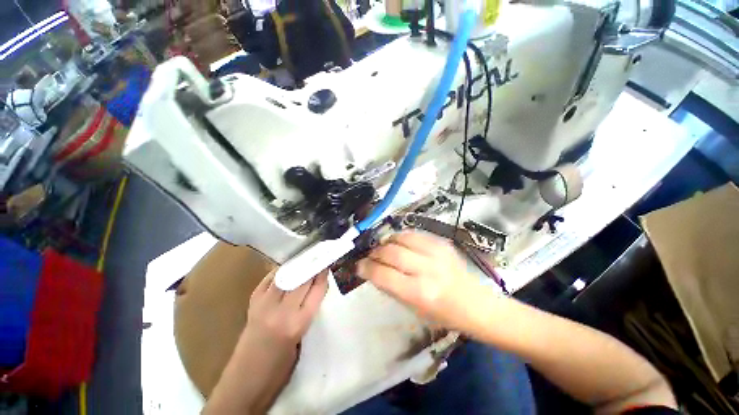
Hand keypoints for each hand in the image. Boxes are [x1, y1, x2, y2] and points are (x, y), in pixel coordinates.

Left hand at [205, 270, 328, 413]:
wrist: (246, 380)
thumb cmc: (280, 365)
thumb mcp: (302, 337)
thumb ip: (309, 310)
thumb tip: (316, 287)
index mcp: (298, 324)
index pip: (317, 290)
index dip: (323, 275)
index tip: (327, 264)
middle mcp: (282, 311)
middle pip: (302, 279)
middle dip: (312, 266)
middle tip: (319, 257)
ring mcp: (264, 305)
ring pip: (286, 275)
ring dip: (297, 265)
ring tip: (305, 258)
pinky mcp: (252, 303)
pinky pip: (269, 280)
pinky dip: (279, 271)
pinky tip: (286, 268)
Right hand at [356, 231, 481, 330]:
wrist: (477, 305)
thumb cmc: (444, 314)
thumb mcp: (413, 308)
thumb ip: (391, 287)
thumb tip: (373, 270)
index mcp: (419, 293)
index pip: (383, 274)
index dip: (366, 268)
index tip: (359, 266)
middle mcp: (427, 269)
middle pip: (390, 252)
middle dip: (375, 253)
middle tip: (371, 256)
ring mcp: (437, 252)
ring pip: (401, 238)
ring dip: (387, 242)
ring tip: (384, 247)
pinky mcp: (442, 243)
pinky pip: (415, 234)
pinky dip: (402, 237)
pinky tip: (399, 242)